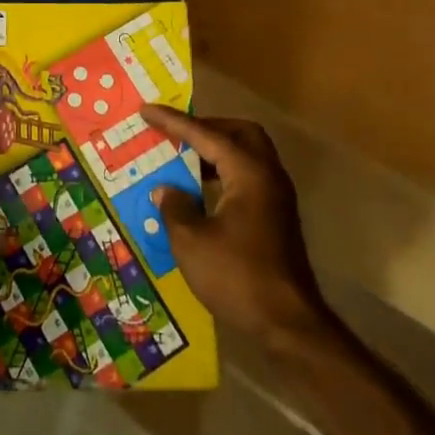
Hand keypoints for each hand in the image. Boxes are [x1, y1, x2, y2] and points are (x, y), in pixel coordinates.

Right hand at [142, 106, 338, 347]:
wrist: (288, 323)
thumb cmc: (237, 276)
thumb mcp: (191, 241)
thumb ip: (175, 207)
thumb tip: (166, 190)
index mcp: (248, 173)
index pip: (206, 135)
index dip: (173, 122)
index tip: (146, 111)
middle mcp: (268, 176)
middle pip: (239, 133)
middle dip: (206, 127)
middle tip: (175, 132)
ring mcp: (277, 197)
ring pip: (247, 155)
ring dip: (216, 150)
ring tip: (182, 158)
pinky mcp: (277, 217)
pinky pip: (248, 177)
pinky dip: (224, 172)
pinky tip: (201, 191)